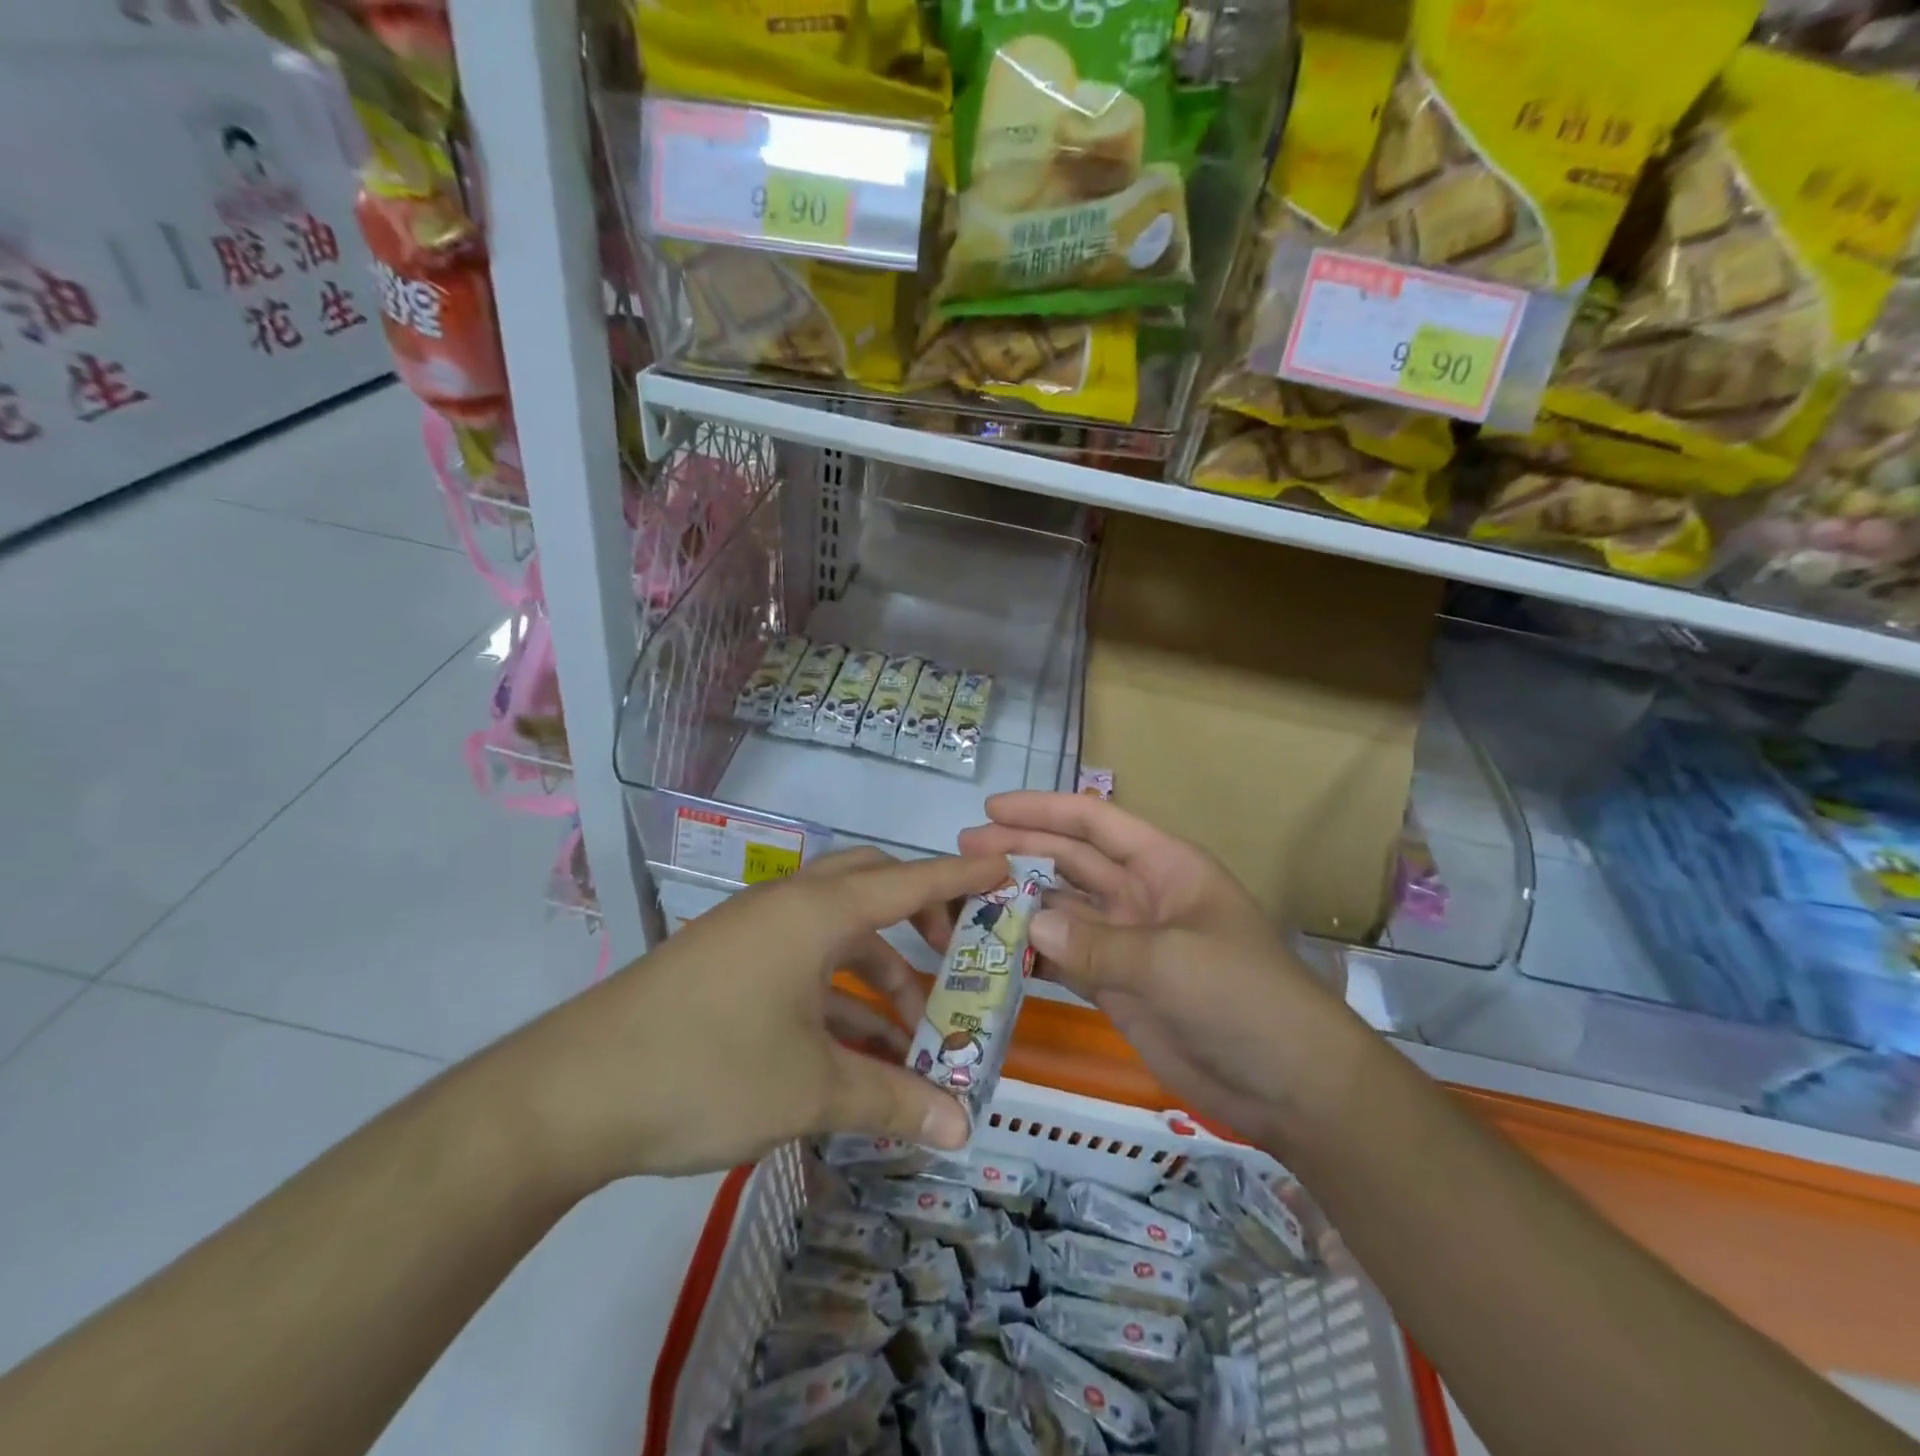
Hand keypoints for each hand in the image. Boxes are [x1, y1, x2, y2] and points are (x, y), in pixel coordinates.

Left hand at [509, 848, 1011, 1182]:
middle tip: (955, 956)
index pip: (909, 882)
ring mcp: (751, 932)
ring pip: (836, 931)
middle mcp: (787, 906)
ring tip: (912, 1031)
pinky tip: (854, 1047)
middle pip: (871, 888)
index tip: (1006, 870)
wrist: (571, 1093)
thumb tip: (961, 1130)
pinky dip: (836, 992)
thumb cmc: (708, 1069)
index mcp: (816, 912)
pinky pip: (801, 961)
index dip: (962, 878)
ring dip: (878, 970)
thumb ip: (892, 1102)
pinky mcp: (726, 964)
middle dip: (919, 917)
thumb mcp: (811, 1089)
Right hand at [958, 792, 1362, 1149]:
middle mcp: (1140, 895)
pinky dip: (1031, 955)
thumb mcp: (1172, 962)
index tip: (991, 808)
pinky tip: (994, 953)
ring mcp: (1127, 943)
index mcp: (1164, 866)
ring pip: (1061, 910)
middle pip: (1070, 862)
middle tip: (963, 853)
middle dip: (1019, 851)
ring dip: (1018, 904)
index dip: (1043, 810)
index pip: (1095, 822)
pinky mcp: (1116, 987)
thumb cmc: (1244, 999)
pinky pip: (1064, 960)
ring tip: (965, 903)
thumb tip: (1028, 925)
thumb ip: (1096, 944)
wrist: (1292, 1086)